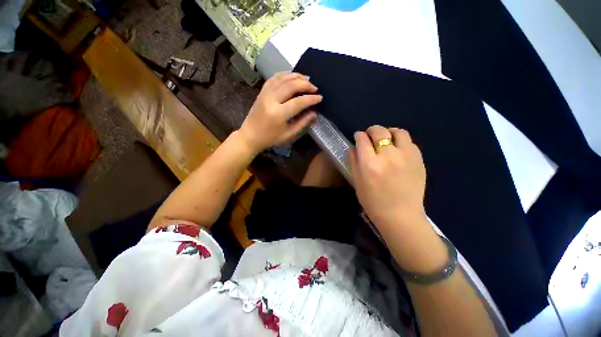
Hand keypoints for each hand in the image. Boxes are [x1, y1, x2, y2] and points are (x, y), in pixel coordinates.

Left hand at [239, 72, 321, 152]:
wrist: (250, 135)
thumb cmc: (271, 138)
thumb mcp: (289, 134)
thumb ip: (303, 122)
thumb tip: (314, 113)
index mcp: (279, 114)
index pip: (298, 102)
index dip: (311, 99)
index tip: (320, 97)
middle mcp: (271, 100)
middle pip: (291, 86)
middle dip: (305, 85)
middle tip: (315, 88)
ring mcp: (265, 94)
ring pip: (283, 78)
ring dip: (297, 76)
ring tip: (307, 79)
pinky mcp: (262, 91)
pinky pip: (274, 78)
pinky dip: (285, 75)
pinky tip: (292, 76)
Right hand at [347, 126, 426, 230]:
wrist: (400, 216)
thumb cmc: (373, 201)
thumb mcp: (357, 182)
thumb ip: (353, 161)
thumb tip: (353, 147)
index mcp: (370, 164)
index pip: (362, 140)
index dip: (359, 136)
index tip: (358, 137)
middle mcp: (388, 156)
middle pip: (379, 132)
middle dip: (372, 130)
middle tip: (369, 135)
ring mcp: (406, 157)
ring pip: (398, 132)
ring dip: (389, 132)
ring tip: (385, 138)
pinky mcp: (419, 160)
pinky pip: (409, 142)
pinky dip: (401, 141)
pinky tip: (397, 149)